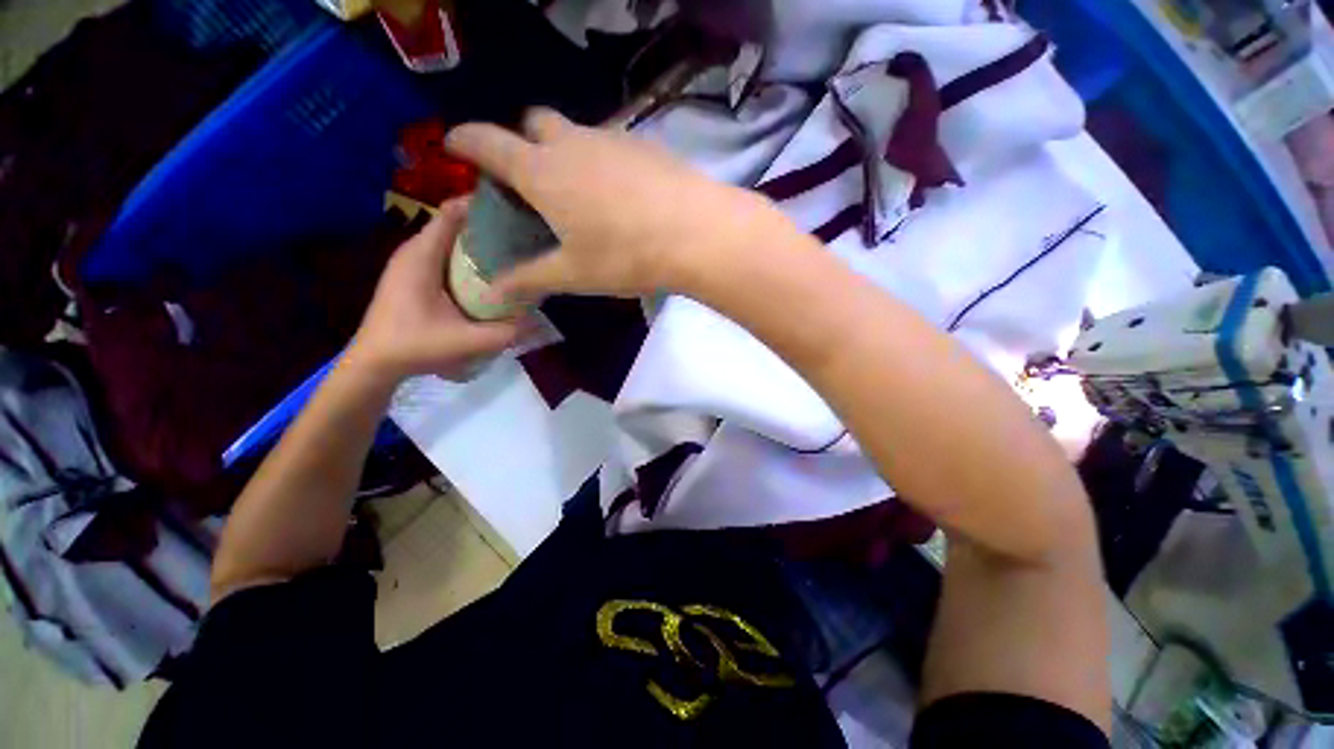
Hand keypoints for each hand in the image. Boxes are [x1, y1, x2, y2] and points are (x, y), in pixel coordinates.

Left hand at [345, 200, 521, 383]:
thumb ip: (505, 333)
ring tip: (515, 251)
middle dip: (489, 225)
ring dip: (481, 243)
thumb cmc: (413, 346)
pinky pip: (447, 255)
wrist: (375, 363)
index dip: (483, 206)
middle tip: (524, 235)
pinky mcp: (415, 276)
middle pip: (456, 224)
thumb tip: (539, 322)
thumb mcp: (465, 342)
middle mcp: (416, 251)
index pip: (452, 212)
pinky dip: (470, 257)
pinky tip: (491, 273)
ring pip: (452, 240)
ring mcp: (414, 263)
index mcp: (422, 255)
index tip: (517, 210)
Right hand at [445, 108, 784, 300]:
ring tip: (578, 193)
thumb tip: (492, 294)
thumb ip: (530, 279)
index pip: (488, 142)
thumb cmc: (627, 256)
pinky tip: (619, 195)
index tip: (454, 146)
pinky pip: (610, 144)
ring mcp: (611, 139)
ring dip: (564, 151)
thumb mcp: (574, 274)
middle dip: (522, 141)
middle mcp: (572, 143)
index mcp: (543, 172)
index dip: (465, 141)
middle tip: (530, 178)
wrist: (696, 233)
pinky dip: (601, 161)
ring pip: (574, 132)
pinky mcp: (644, 145)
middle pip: (533, 122)